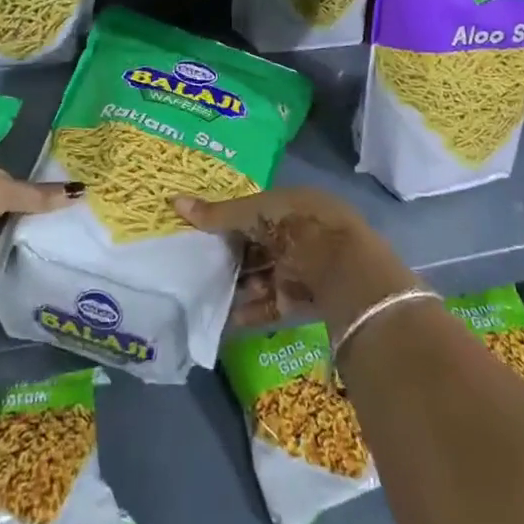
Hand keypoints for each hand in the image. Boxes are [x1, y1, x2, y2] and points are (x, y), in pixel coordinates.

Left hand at [0, 151, 79, 291]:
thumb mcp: (5, 190)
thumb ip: (38, 197)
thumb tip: (80, 191)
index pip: (4, 178)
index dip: (24, 191)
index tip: (49, 208)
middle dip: (16, 224)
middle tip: (50, 239)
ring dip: (4, 253)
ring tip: (40, 265)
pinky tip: (15, 290)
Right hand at [171, 186, 414, 334]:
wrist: (348, 274)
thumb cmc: (300, 228)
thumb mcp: (256, 214)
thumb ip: (218, 215)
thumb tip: (174, 203)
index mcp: (292, 204)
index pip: (254, 211)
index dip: (228, 221)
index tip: (201, 233)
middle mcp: (299, 233)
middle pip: (258, 245)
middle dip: (231, 257)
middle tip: (198, 266)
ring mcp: (303, 268)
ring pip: (263, 275)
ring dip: (238, 286)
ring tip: (205, 294)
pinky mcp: (304, 301)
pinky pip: (271, 305)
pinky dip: (250, 312)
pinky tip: (224, 321)